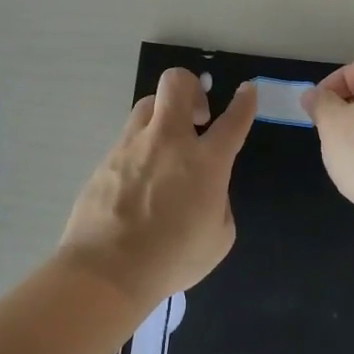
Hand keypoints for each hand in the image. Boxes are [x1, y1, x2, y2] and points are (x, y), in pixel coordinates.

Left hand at [58, 69, 256, 308]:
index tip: (247, 91)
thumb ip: (219, 203)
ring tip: (167, 145)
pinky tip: (141, 177)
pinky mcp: (106, 159)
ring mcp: (132, 145)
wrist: (107, 270)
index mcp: (205, 162)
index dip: (244, 102)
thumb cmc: (172, 259)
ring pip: (148, 103)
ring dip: (164, 115)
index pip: (233, 120)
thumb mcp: (218, 238)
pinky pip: (128, 137)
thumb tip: (207, 190)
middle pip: (177, 83)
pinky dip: (142, 147)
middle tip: (198, 115)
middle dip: (192, 86)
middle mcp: (168, 141)